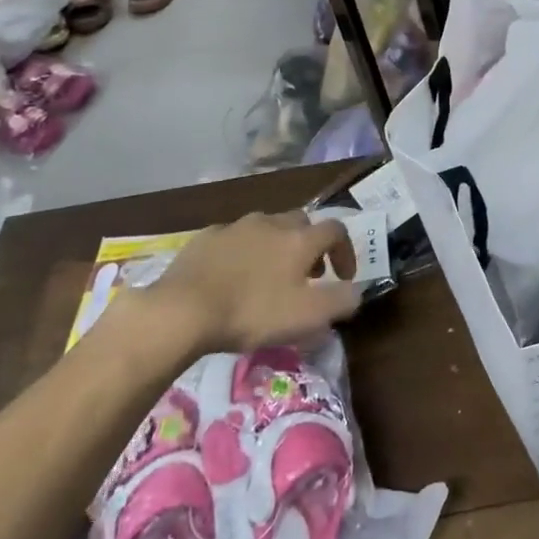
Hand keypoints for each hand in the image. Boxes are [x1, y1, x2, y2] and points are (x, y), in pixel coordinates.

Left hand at [113, 212, 358, 363]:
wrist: (181, 310)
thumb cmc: (251, 312)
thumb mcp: (307, 316)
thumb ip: (341, 301)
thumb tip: (357, 292)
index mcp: (300, 238)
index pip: (336, 230)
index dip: (345, 251)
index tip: (343, 277)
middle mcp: (272, 223)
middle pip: (301, 223)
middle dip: (309, 245)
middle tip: (305, 275)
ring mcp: (237, 226)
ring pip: (267, 227)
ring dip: (276, 246)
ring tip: (268, 275)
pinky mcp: (206, 237)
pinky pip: (235, 238)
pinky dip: (243, 251)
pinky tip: (232, 275)